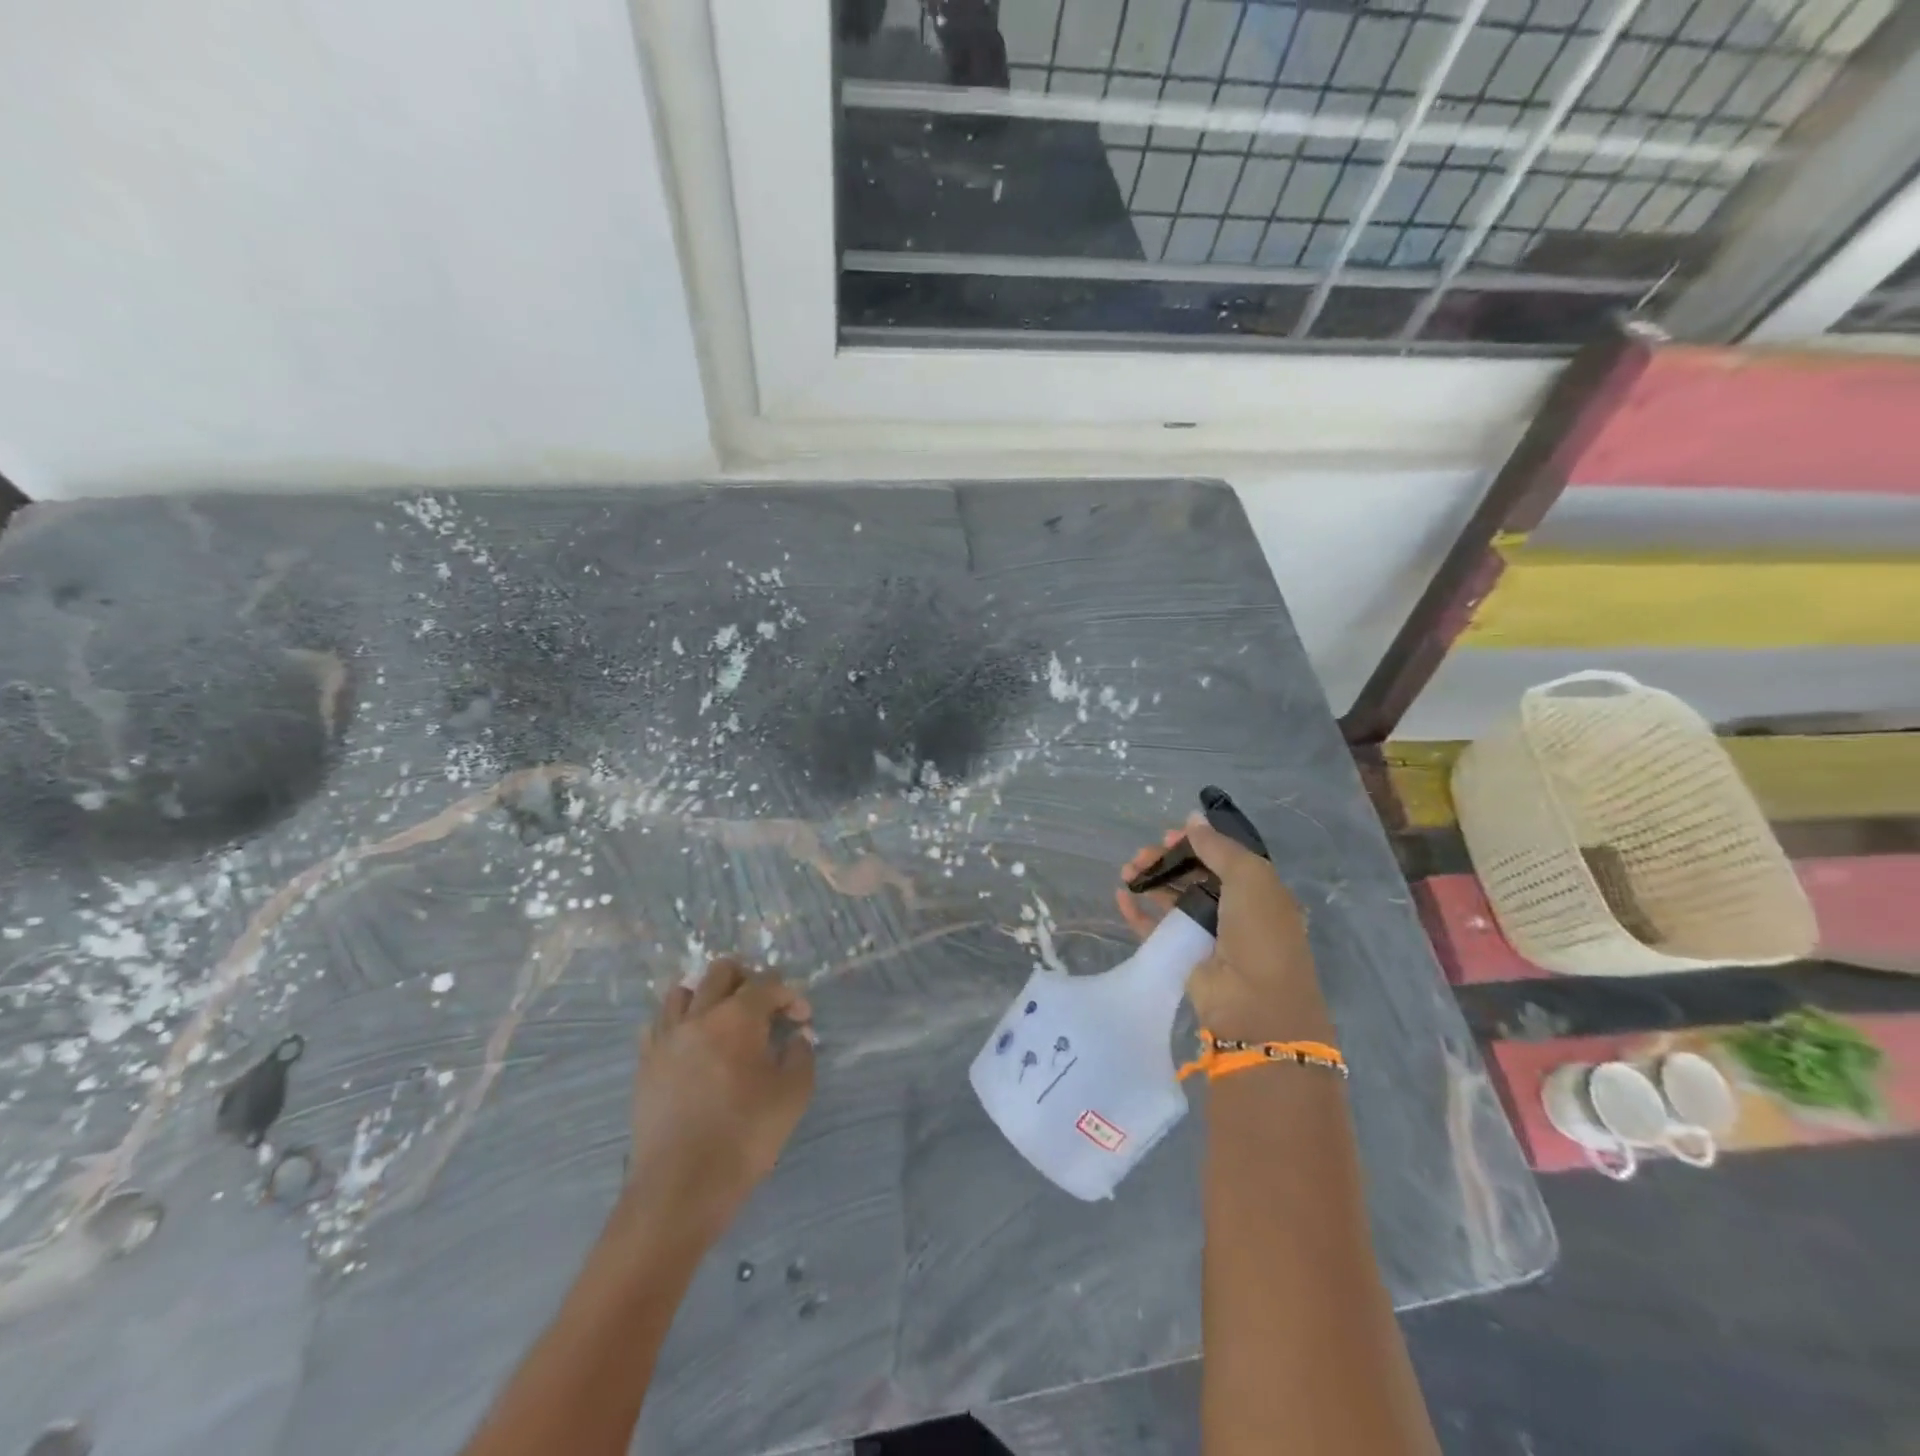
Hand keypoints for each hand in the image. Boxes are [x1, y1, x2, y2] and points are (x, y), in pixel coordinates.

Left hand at [623, 957, 815, 1243]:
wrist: (681, 1187)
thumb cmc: (744, 1137)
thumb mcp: (793, 1096)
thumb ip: (801, 1055)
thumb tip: (797, 1037)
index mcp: (737, 1018)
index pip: (768, 984)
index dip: (790, 996)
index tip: (802, 1020)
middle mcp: (699, 1015)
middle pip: (721, 972)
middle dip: (749, 979)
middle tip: (765, 1006)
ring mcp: (666, 1037)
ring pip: (683, 990)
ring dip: (709, 994)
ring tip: (725, 1017)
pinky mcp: (646, 1063)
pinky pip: (659, 1023)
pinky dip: (678, 1021)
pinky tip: (692, 1041)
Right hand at [1116, 813, 1321, 1041]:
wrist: (1254, 1003)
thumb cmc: (1260, 933)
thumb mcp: (1250, 878)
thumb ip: (1219, 847)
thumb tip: (1193, 819)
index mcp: (1257, 892)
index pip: (1221, 859)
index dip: (1195, 844)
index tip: (1169, 836)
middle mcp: (1233, 912)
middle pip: (1192, 876)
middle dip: (1166, 861)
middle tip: (1142, 855)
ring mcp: (1205, 936)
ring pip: (1171, 899)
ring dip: (1150, 881)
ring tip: (1127, 871)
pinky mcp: (1182, 957)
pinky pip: (1154, 929)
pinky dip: (1137, 912)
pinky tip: (1121, 896)